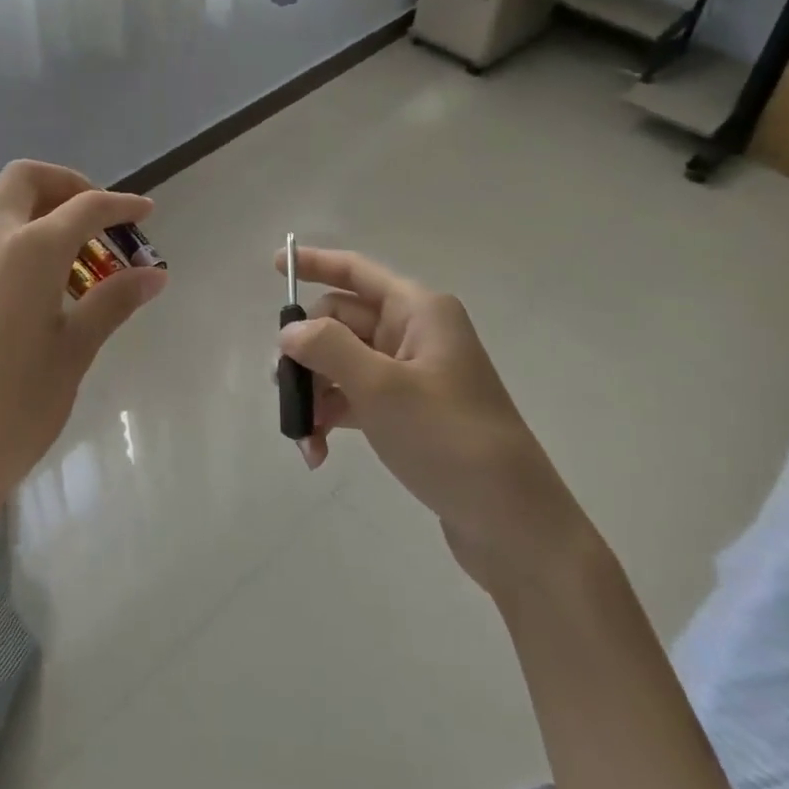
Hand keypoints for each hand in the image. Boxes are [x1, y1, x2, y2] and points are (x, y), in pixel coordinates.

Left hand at [0, 161, 166, 540]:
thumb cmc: (14, 406)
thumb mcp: (74, 351)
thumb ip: (113, 302)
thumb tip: (154, 274)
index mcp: (29, 249)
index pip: (84, 207)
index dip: (121, 206)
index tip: (146, 213)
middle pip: (26, 178)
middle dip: (67, 184)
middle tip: (98, 218)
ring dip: (33, 200)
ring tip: (67, 240)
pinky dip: (13, 227)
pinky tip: (37, 275)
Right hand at [275, 245, 583, 595]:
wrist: (514, 524)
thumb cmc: (449, 439)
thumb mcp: (382, 388)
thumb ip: (328, 348)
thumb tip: (289, 332)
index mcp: (418, 310)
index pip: (356, 271)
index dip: (315, 264)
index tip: (274, 264)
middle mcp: (415, 333)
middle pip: (341, 322)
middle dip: (307, 353)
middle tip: (282, 388)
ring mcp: (412, 374)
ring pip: (343, 364)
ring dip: (316, 394)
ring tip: (303, 436)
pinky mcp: (409, 413)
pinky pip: (356, 398)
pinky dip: (334, 417)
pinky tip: (318, 452)